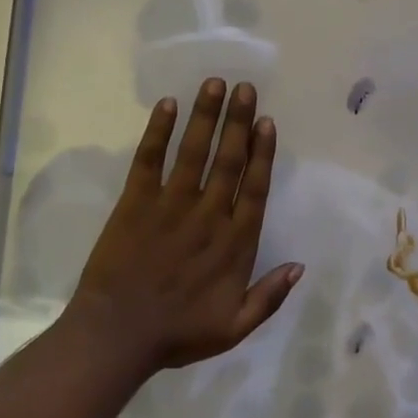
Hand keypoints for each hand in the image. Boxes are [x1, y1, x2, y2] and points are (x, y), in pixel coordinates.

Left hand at [69, 78, 302, 372]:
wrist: (117, 335)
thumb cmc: (177, 333)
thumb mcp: (234, 328)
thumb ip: (269, 296)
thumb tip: (300, 266)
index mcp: (235, 243)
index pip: (255, 188)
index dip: (263, 153)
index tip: (268, 122)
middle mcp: (208, 214)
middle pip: (229, 160)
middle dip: (239, 121)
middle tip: (246, 88)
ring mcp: (170, 204)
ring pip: (194, 151)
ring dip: (206, 115)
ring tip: (215, 83)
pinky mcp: (135, 202)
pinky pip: (149, 159)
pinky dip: (158, 131)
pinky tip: (168, 105)